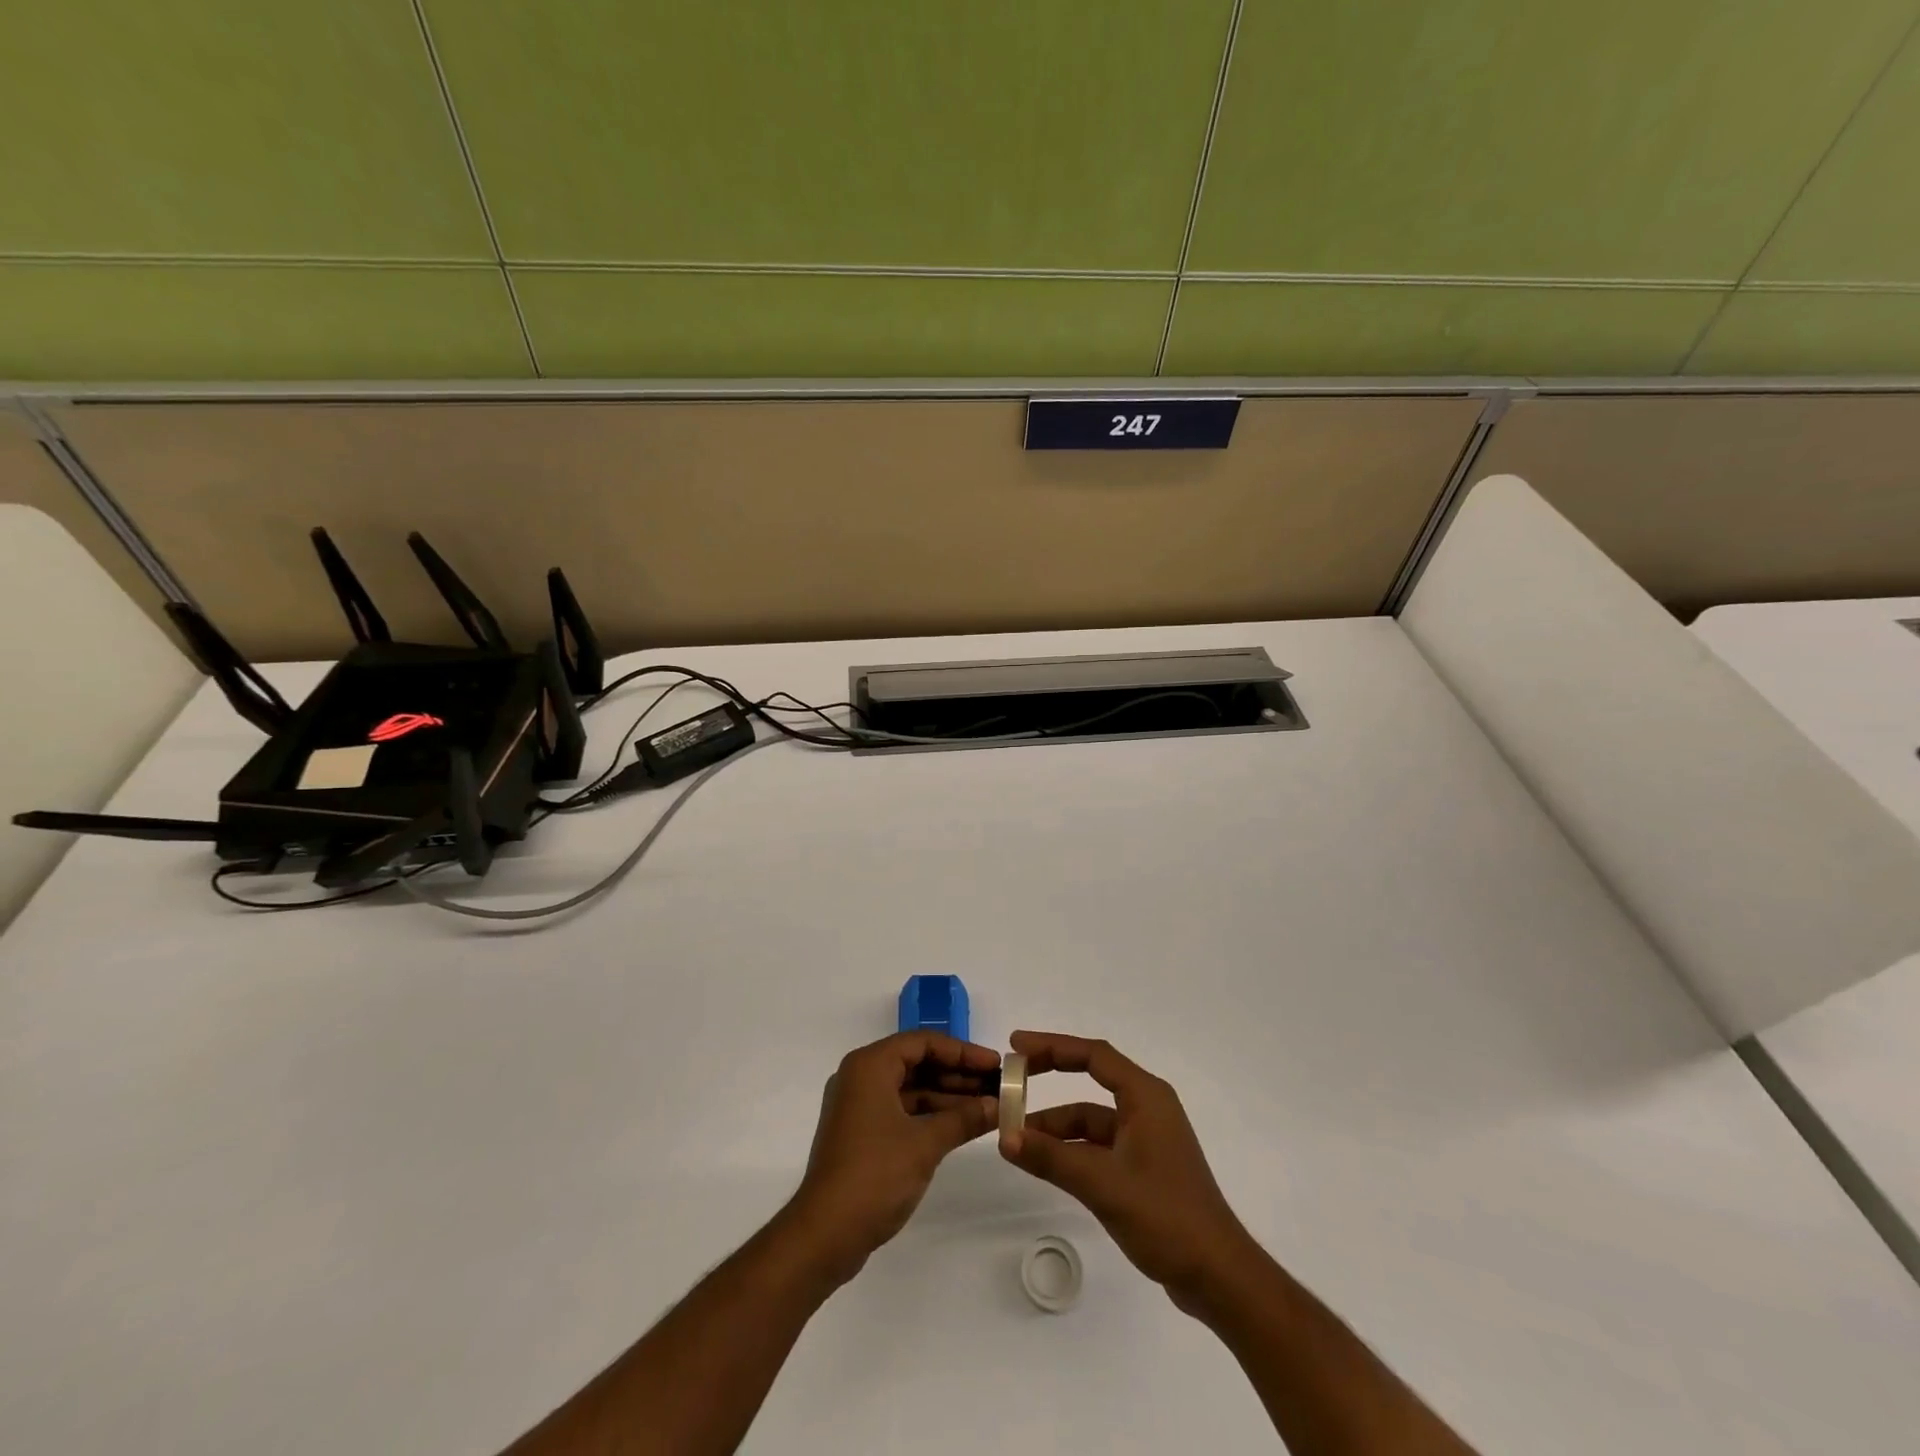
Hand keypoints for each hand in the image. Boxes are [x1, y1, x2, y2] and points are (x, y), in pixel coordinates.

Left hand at [786, 1032, 999, 1284]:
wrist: (824, 1234)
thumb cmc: (875, 1175)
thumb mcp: (926, 1143)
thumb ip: (964, 1119)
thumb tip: (998, 1106)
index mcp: (869, 1066)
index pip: (923, 1042)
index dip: (962, 1052)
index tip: (995, 1064)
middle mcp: (861, 1077)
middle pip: (917, 1063)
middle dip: (957, 1075)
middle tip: (997, 1086)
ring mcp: (859, 1106)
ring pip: (911, 1089)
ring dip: (947, 1097)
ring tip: (988, 1106)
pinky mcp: (861, 1133)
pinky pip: (902, 1110)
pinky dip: (930, 1115)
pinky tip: (962, 1126)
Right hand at [998, 1031, 1253, 1313]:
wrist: (1217, 1276)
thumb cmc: (1165, 1216)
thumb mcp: (1102, 1184)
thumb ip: (1052, 1158)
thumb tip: (1005, 1137)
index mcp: (1146, 1096)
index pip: (1093, 1054)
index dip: (1052, 1046)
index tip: (1016, 1046)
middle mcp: (1147, 1107)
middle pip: (1091, 1077)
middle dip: (1051, 1076)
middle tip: (1012, 1079)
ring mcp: (1146, 1137)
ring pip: (1092, 1116)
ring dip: (1057, 1124)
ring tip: (1017, 1135)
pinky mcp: (1143, 1166)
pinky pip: (1099, 1143)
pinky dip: (1071, 1148)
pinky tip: (1045, 1162)